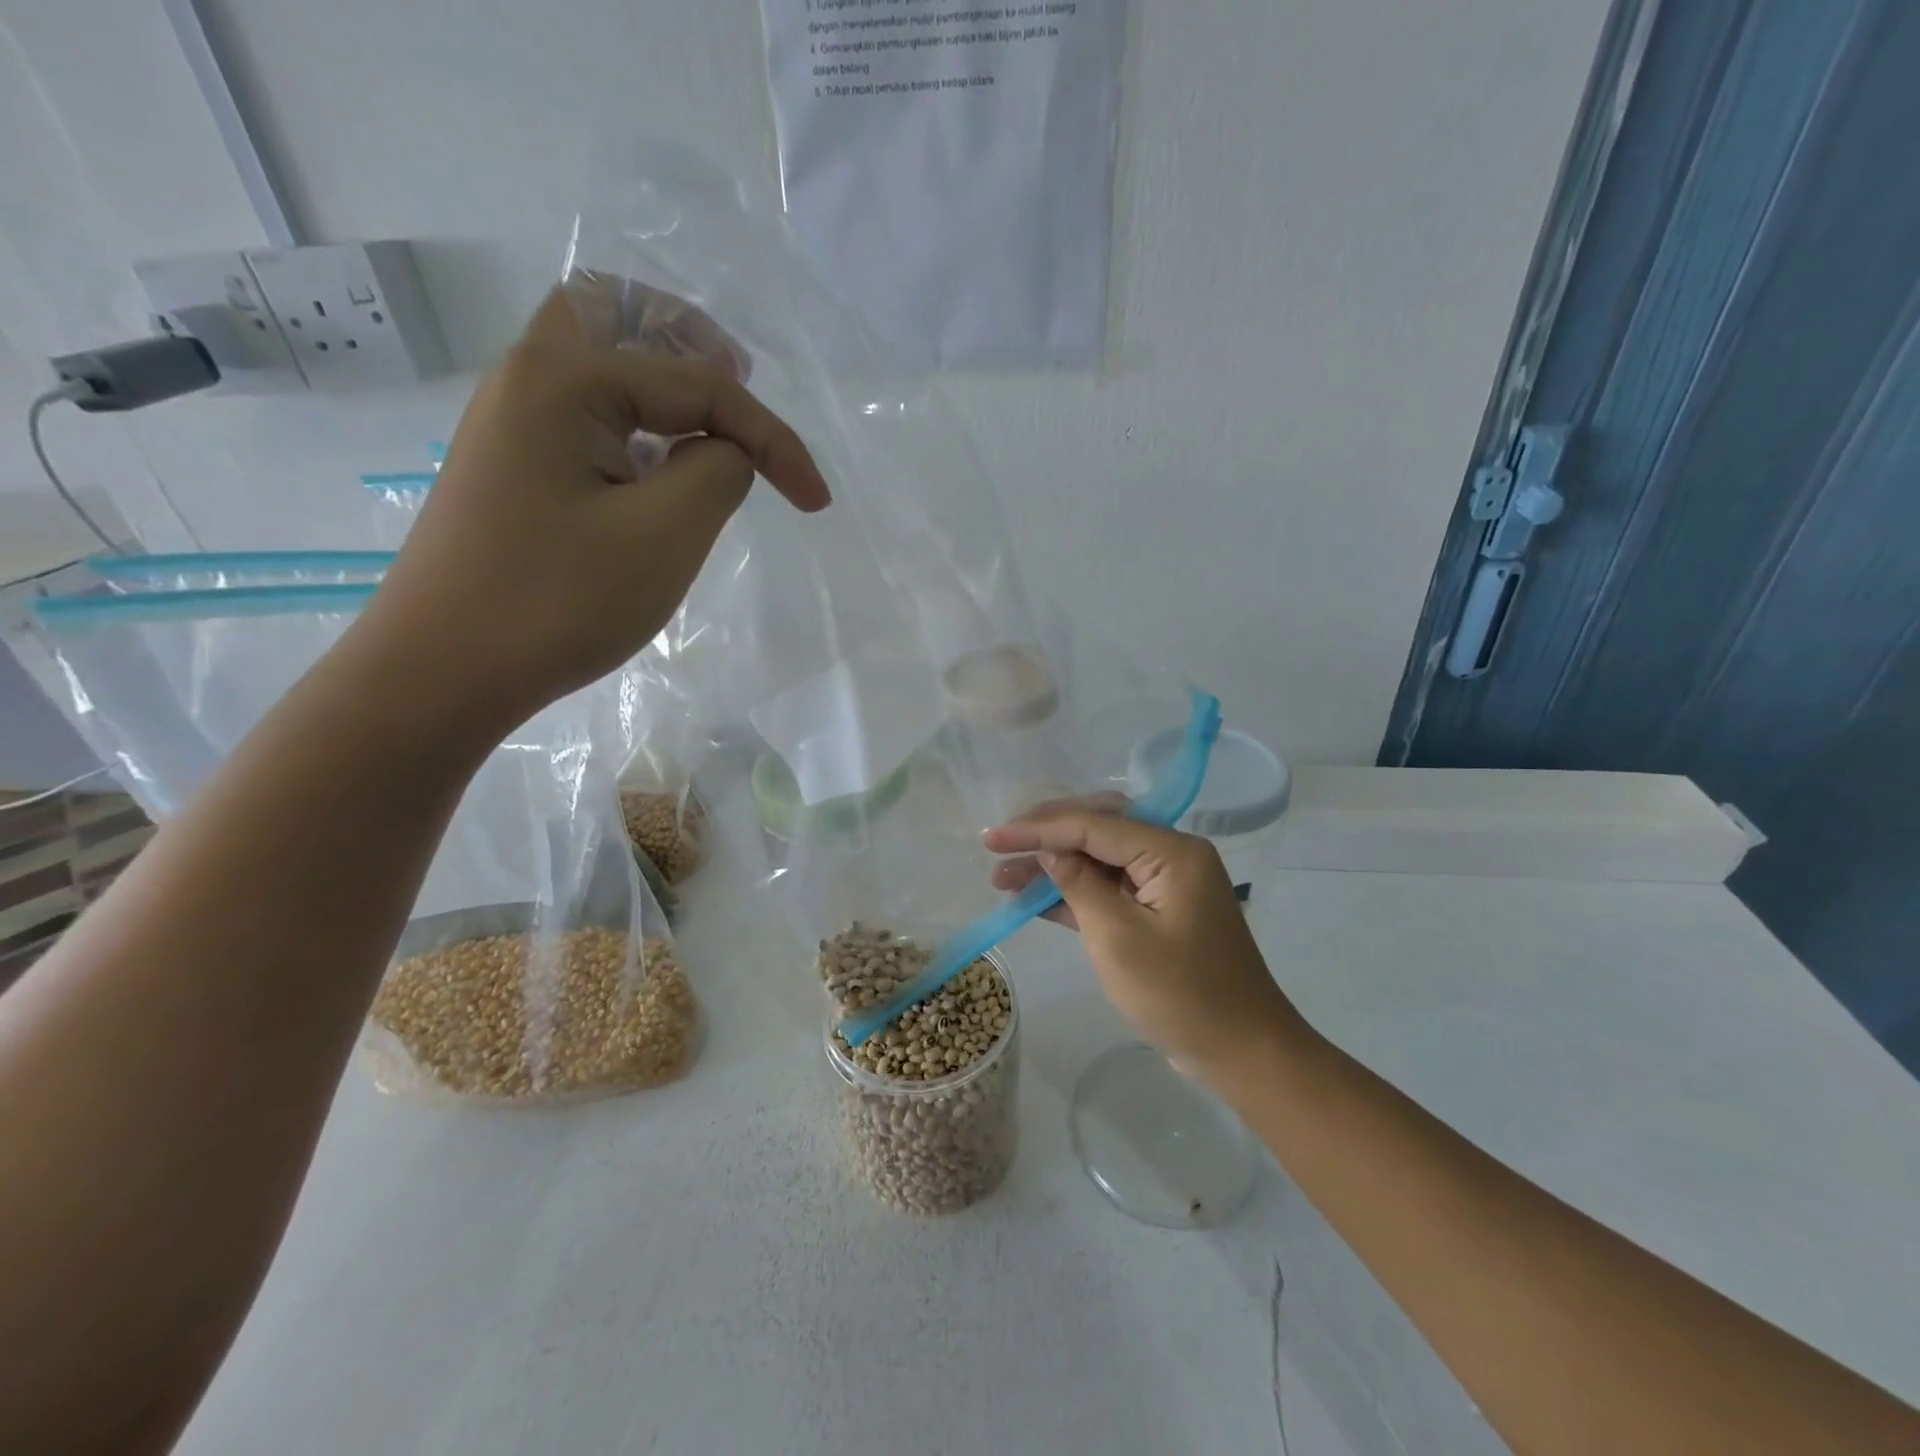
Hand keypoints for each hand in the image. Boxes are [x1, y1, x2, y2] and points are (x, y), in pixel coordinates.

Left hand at [351, 286, 829, 739]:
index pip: (699, 384)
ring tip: (711, 426)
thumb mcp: (665, 535)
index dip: (773, 439)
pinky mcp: (510, 471)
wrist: (441, 674)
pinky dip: (632, 425)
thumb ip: (718, 471)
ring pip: (596, 367)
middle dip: (690, 342)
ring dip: (658, 381)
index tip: (816, 503)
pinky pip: (582, 419)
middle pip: (615, 315)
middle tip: (739, 385)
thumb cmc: (557, 601)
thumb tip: (725, 451)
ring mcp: (510, 426)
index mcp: (565, 380)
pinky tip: (658, 473)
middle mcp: (528, 381)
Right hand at [985, 803, 1306, 1076]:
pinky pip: (1110, 889)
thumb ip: (1079, 885)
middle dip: (1045, 837)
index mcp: (1172, 851)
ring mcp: (1166, 884)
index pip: (1093, 825)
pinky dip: (1073, 893)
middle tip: (999, 848)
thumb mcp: (1118, 938)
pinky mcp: (1159, 912)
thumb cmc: (1181, 995)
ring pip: (1099, 859)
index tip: (991, 838)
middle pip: (1097, 829)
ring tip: (1003, 878)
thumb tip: (1049, 851)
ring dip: (1054, 866)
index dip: (1037, 829)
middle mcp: (1171, 855)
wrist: (1243, 1052)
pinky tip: (1033, 900)